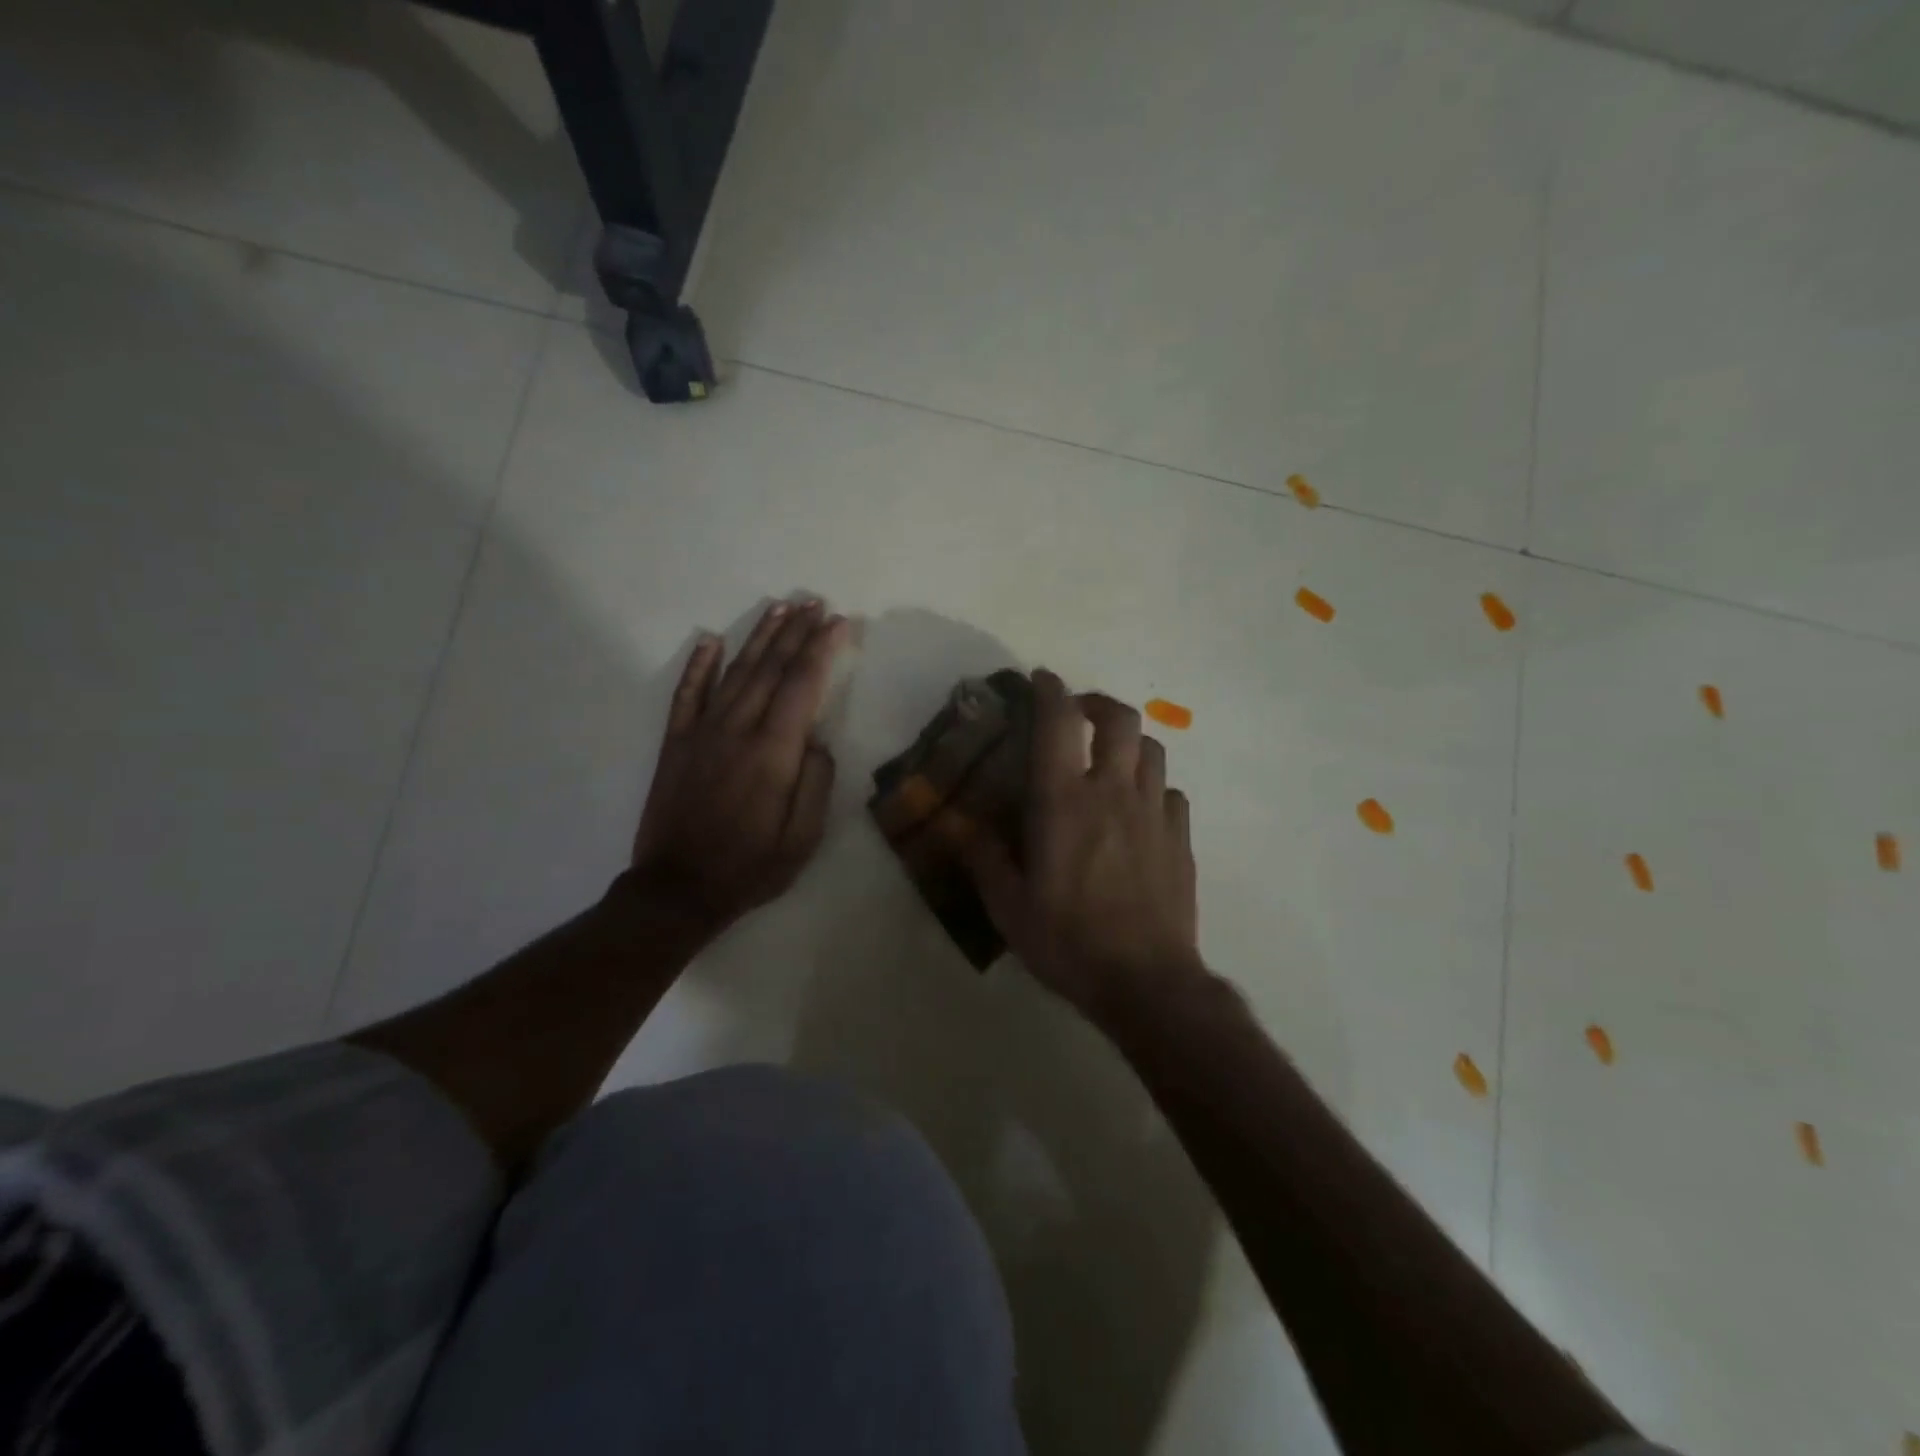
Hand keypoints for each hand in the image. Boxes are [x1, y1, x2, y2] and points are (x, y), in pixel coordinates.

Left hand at [629, 599, 848, 935]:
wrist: (678, 889)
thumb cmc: (750, 867)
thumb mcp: (803, 838)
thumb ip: (816, 783)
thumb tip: (817, 739)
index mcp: (773, 752)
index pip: (803, 685)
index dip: (822, 649)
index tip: (839, 622)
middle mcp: (737, 730)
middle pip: (771, 668)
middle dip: (796, 632)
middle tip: (814, 602)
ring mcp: (702, 732)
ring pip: (735, 672)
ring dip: (759, 637)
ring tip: (780, 608)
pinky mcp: (676, 743)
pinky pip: (687, 694)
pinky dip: (699, 665)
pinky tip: (709, 640)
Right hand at [963, 670, 1202, 1024]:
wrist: (1146, 982)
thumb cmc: (1069, 942)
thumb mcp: (1009, 907)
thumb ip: (984, 858)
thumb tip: (960, 826)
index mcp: (1064, 802)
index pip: (1058, 722)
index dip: (1050, 690)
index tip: (1041, 678)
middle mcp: (1113, 792)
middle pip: (1119, 719)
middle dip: (1097, 703)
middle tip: (1079, 713)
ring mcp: (1154, 812)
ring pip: (1152, 748)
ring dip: (1129, 741)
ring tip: (1110, 757)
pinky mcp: (1181, 838)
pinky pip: (1170, 791)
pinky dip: (1153, 785)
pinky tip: (1139, 808)